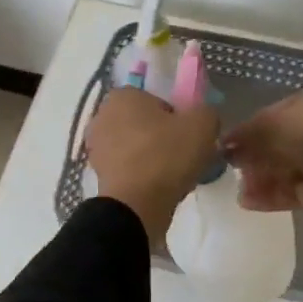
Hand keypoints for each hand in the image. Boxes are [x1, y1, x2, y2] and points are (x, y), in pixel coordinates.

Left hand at [84, 88, 221, 245]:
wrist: (136, 206)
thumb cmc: (166, 155)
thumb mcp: (202, 125)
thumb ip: (206, 112)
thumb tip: (202, 118)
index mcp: (123, 95)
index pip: (156, 99)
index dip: (176, 115)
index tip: (188, 134)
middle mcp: (103, 116)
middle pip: (145, 123)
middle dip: (163, 136)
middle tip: (184, 154)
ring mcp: (96, 147)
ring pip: (136, 146)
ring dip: (153, 157)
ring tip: (174, 175)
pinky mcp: (98, 175)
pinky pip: (128, 168)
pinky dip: (142, 175)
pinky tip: (159, 188)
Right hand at [225, 86, 302, 265]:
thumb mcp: (273, 122)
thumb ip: (247, 133)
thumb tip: (224, 144)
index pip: (271, 118)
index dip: (249, 132)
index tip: (228, 147)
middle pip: (278, 147)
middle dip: (255, 160)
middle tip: (231, 172)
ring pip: (286, 172)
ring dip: (261, 181)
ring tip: (239, 193)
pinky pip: (295, 192)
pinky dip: (273, 197)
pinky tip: (250, 202)